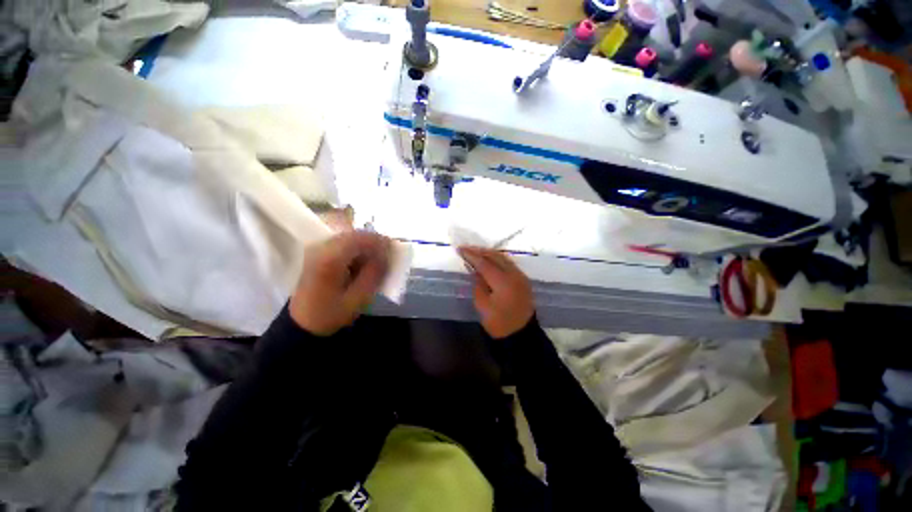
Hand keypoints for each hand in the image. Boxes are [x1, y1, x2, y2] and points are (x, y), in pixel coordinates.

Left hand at [289, 231, 390, 335]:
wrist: (302, 323)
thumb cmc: (331, 314)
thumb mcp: (358, 299)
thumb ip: (374, 274)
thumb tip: (386, 255)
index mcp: (330, 260)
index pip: (359, 238)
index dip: (379, 241)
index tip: (394, 249)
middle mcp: (320, 248)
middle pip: (353, 234)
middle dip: (373, 242)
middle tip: (386, 256)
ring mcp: (316, 248)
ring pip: (348, 236)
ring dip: (364, 246)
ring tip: (374, 261)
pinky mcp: (317, 252)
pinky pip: (342, 243)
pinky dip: (355, 249)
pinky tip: (360, 263)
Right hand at [458, 246, 534, 338]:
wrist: (521, 335)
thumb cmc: (499, 323)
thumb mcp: (483, 305)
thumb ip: (478, 284)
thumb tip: (476, 270)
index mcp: (503, 282)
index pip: (484, 263)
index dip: (471, 255)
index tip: (460, 249)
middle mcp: (514, 274)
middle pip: (495, 256)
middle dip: (480, 251)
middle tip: (466, 248)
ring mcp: (520, 276)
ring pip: (504, 258)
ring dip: (489, 253)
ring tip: (476, 251)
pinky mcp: (523, 280)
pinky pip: (509, 264)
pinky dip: (498, 259)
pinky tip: (490, 260)